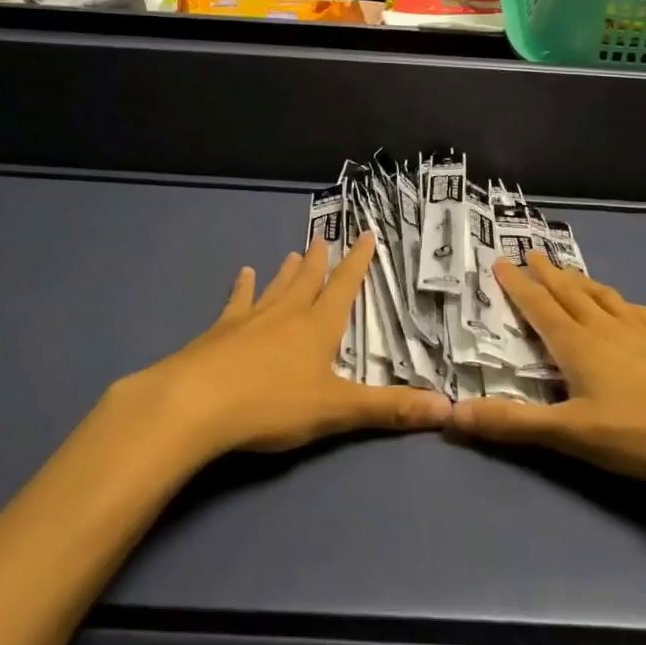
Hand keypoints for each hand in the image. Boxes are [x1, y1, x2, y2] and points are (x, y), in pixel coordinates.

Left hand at [117, 233, 449, 463]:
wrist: (196, 403)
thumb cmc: (271, 404)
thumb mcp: (336, 410)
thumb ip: (388, 409)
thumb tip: (449, 407)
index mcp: (317, 327)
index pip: (344, 287)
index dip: (358, 262)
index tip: (365, 234)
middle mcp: (286, 314)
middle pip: (308, 281)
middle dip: (321, 262)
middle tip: (324, 238)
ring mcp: (250, 320)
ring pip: (275, 288)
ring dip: (287, 272)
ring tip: (293, 253)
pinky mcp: (219, 332)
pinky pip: (236, 302)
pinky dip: (242, 288)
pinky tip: (242, 274)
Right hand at [451, 252, 645, 503]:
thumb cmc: (641, 432)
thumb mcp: (570, 433)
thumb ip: (512, 424)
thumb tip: (451, 416)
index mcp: (577, 343)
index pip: (539, 305)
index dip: (517, 285)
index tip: (500, 261)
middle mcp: (607, 328)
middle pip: (570, 293)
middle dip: (547, 274)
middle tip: (532, 252)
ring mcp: (644, 334)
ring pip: (604, 298)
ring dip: (582, 282)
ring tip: (571, 272)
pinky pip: (638, 314)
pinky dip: (622, 303)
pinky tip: (629, 308)